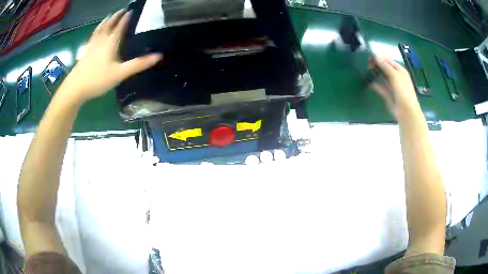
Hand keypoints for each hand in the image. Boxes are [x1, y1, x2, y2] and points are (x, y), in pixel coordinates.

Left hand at [59, 10, 161, 104]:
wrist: (75, 88)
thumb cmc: (98, 80)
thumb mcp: (120, 73)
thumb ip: (138, 64)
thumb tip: (159, 56)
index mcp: (110, 43)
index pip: (120, 27)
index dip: (126, 18)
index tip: (131, 11)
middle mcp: (101, 41)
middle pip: (109, 25)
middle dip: (116, 17)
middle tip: (122, 10)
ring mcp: (91, 46)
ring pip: (99, 30)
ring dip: (105, 21)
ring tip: (109, 16)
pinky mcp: (85, 53)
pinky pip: (92, 37)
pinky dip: (95, 32)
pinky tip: (95, 34)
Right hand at [370, 57, 421, 119]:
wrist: (407, 112)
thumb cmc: (403, 91)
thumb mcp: (395, 75)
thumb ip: (385, 66)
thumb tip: (375, 57)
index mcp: (400, 71)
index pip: (389, 61)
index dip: (380, 59)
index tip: (370, 58)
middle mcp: (397, 78)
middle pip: (385, 69)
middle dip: (377, 66)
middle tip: (367, 65)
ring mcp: (392, 87)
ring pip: (382, 78)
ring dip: (375, 75)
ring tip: (366, 72)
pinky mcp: (388, 95)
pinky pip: (381, 88)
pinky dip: (375, 85)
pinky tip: (369, 83)